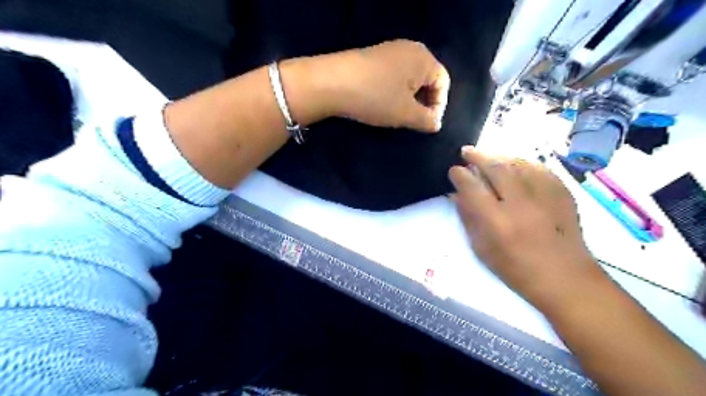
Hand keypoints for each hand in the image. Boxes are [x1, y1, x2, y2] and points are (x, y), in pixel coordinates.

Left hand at [322, 38, 448, 131]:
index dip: (439, 106)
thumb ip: (426, 120)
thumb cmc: (376, 97)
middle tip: (412, 121)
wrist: (332, 82)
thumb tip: (436, 124)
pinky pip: (393, 76)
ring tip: (396, 114)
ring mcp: (389, 51)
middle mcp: (409, 49)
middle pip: (427, 79)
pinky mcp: (373, 57)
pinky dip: (394, 91)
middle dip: (423, 102)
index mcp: (423, 58)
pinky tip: (381, 103)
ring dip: (408, 99)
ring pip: (409, 79)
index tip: (427, 125)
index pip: (443, 82)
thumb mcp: (405, 113)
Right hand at [449, 146, 603, 307]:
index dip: (460, 175)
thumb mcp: (482, 249)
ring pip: (518, 163)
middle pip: (496, 168)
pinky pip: (539, 169)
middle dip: (478, 156)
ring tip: (488, 157)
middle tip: (467, 152)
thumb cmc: (516, 269)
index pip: (472, 188)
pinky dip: (522, 163)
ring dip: (499, 157)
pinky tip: (515, 165)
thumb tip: (457, 195)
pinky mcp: (563, 194)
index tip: (454, 170)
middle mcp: (520, 204)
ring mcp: (545, 197)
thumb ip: (469, 218)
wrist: (565, 278)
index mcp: (497, 222)